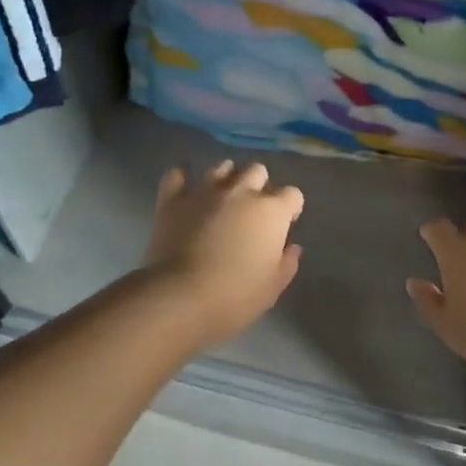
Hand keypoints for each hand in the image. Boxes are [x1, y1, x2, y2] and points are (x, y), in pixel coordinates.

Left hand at [142, 161, 303, 345]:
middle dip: (259, 185)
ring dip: (227, 178)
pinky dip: (181, 180)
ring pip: (221, 167)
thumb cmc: (235, 296)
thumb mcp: (272, 288)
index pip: (292, 195)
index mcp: (271, 211)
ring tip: (223, 197)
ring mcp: (205, 192)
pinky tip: (184, 191)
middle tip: (252, 210)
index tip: (284, 225)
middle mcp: (241, 191)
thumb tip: (291, 247)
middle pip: (257, 171)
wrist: (180, 298)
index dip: (290, 208)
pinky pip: (176, 176)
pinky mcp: (173, 200)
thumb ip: (287, 263)